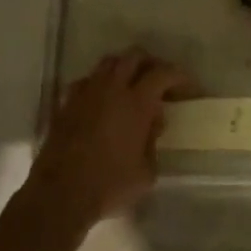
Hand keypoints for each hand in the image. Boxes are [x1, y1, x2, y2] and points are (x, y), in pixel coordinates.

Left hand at [28, 48, 187, 226]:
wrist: (60, 194)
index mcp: (137, 103)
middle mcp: (111, 89)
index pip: (163, 73)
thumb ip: (152, 142)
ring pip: (107, 63)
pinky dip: (99, 84)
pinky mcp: (65, 104)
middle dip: (151, 63)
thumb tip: (152, 124)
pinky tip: (102, 101)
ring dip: (124, 68)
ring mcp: (85, 94)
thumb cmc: (110, 185)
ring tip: (132, 87)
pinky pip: (86, 81)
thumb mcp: (146, 172)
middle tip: (160, 81)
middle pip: (134, 56)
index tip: (189, 87)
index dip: (179, 76)